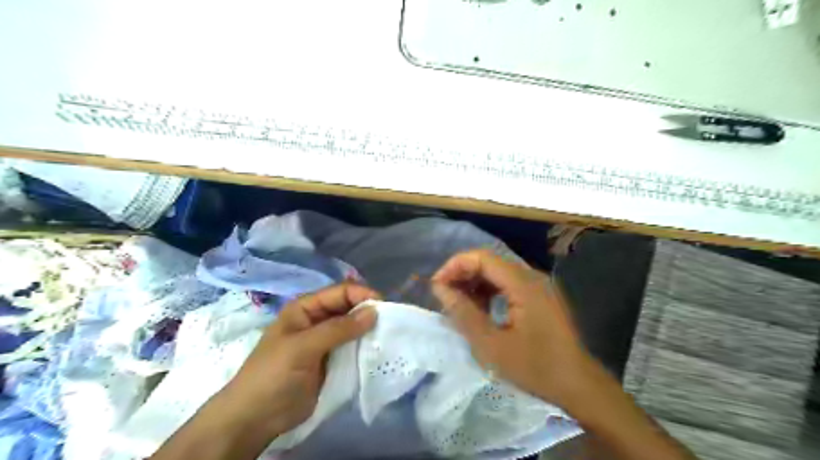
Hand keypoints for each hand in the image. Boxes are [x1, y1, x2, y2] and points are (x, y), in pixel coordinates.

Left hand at [219, 283, 382, 438]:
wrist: (256, 418)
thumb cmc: (273, 375)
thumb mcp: (303, 347)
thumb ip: (338, 329)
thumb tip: (374, 312)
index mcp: (306, 308)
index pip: (340, 292)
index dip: (362, 295)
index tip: (384, 307)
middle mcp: (317, 320)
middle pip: (349, 308)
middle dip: (368, 312)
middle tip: (390, 323)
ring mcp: (325, 341)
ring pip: (353, 327)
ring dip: (369, 330)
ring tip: (388, 336)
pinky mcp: (332, 360)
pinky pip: (353, 347)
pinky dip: (365, 347)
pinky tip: (378, 350)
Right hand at [435, 249, 597, 405]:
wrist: (579, 385)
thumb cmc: (535, 368)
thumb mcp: (492, 345)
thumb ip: (463, 313)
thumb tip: (440, 289)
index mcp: (523, 284)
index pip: (482, 258)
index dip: (455, 266)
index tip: (437, 286)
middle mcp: (531, 276)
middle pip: (489, 262)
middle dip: (463, 274)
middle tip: (444, 296)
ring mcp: (537, 285)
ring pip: (497, 272)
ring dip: (475, 283)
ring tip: (458, 304)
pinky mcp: (539, 296)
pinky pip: (508, 284)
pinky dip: (489, 291)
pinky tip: (480, 309)